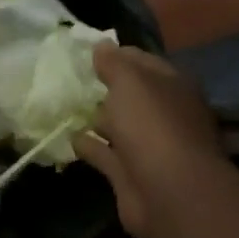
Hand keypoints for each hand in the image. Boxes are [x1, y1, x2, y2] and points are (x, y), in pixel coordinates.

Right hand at [75, 44, 224, 237]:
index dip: (118, 54)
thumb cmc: (153, 125)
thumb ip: (114, 63)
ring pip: (119, 126)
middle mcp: (164, 114)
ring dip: (98, 117)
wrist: (168, 192)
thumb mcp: (131, 81)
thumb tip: (101, 45)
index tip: (89, 51)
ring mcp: (149, 147)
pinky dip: (90, 145)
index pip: (143, 62)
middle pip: (132, 95)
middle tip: (73, 77)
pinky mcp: (131, 174)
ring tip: (65, 104)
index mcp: (173, 86)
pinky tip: (68, 136)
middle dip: (107, 87)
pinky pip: (105, 154)